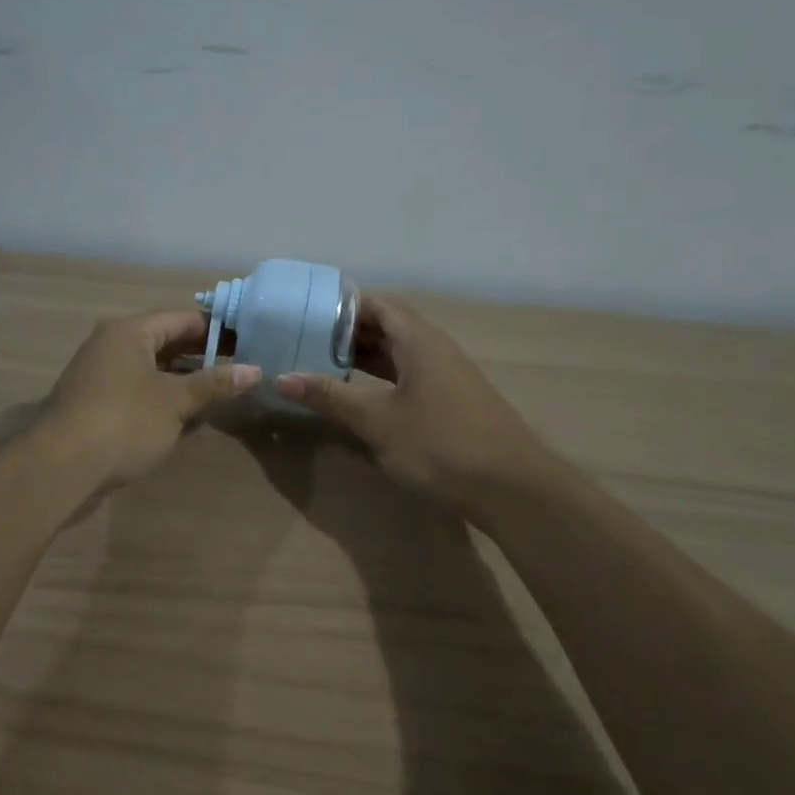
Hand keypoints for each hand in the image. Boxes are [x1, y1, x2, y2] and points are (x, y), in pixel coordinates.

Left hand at [40, 309, 260, 486]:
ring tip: (224, 395)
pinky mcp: (98, 407)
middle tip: (243, 370)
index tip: (251, 342)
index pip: (183, 319)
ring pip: (155, 372)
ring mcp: (103, 378)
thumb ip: (215, 384)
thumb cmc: (123, 422)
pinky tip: (191, 419)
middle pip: (168, 344)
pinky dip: (166, 402)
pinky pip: (141, 395)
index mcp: (129, 332)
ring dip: (186, 383)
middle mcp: (112, 346)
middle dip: (204, 358)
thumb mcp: (175, 401)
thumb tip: (256, 370)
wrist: (61, 468)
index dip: (218, 330)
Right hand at [276, 295, 544, 514]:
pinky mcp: (450, 403)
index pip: (377, 304)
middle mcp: (434, 350)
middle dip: (346, 334)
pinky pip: (407, 378)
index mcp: (419, 341)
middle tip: (304, 343)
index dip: (341, 306)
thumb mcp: (378, 421)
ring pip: (397, 355)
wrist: (513, 490)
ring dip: (362, 359)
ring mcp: (445, 377)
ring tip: (320, 368)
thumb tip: (281, 377)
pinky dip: (379, 381)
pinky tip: (358, 399)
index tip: (305, 315)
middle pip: (387, 326)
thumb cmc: (441, 444)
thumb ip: (330, 397)